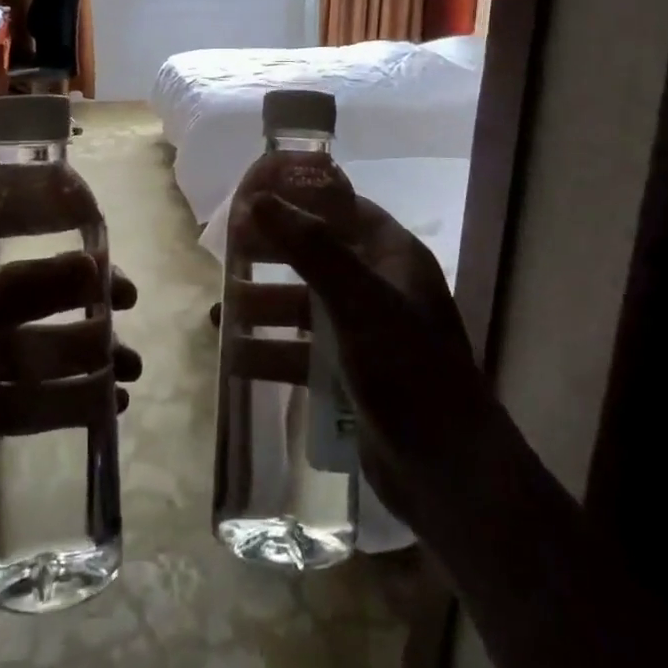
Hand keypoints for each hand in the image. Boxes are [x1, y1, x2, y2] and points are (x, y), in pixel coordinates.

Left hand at [0, 228, 140, 556]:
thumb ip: (18, 292)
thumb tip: (94, 264)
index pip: (3, 237)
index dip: (52, 234)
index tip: (100, 246)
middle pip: (36, 293)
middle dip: (85, 298)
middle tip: (128, 303)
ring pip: (45, 348)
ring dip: (91, 353)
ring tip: (133, 369)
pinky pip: (40, 396)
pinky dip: (76, 397)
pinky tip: (113, 405)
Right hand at [250, 193, 495, 537]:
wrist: (448, 471)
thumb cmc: (408, 370)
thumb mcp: (358, 301)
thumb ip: (310, 248)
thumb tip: (258, 200)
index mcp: (393, 258)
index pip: (343, 209)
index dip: (300, 198)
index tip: (251, 196)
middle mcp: (379, 288)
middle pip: (316, 256)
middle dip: (272, 254)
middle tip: (225, 251)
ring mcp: (364, 333)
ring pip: (304, 306)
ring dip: (264, 306)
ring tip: (219, 310)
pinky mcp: (350, 374)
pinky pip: (302, 351)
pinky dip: (270, 349)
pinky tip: (234, 356)